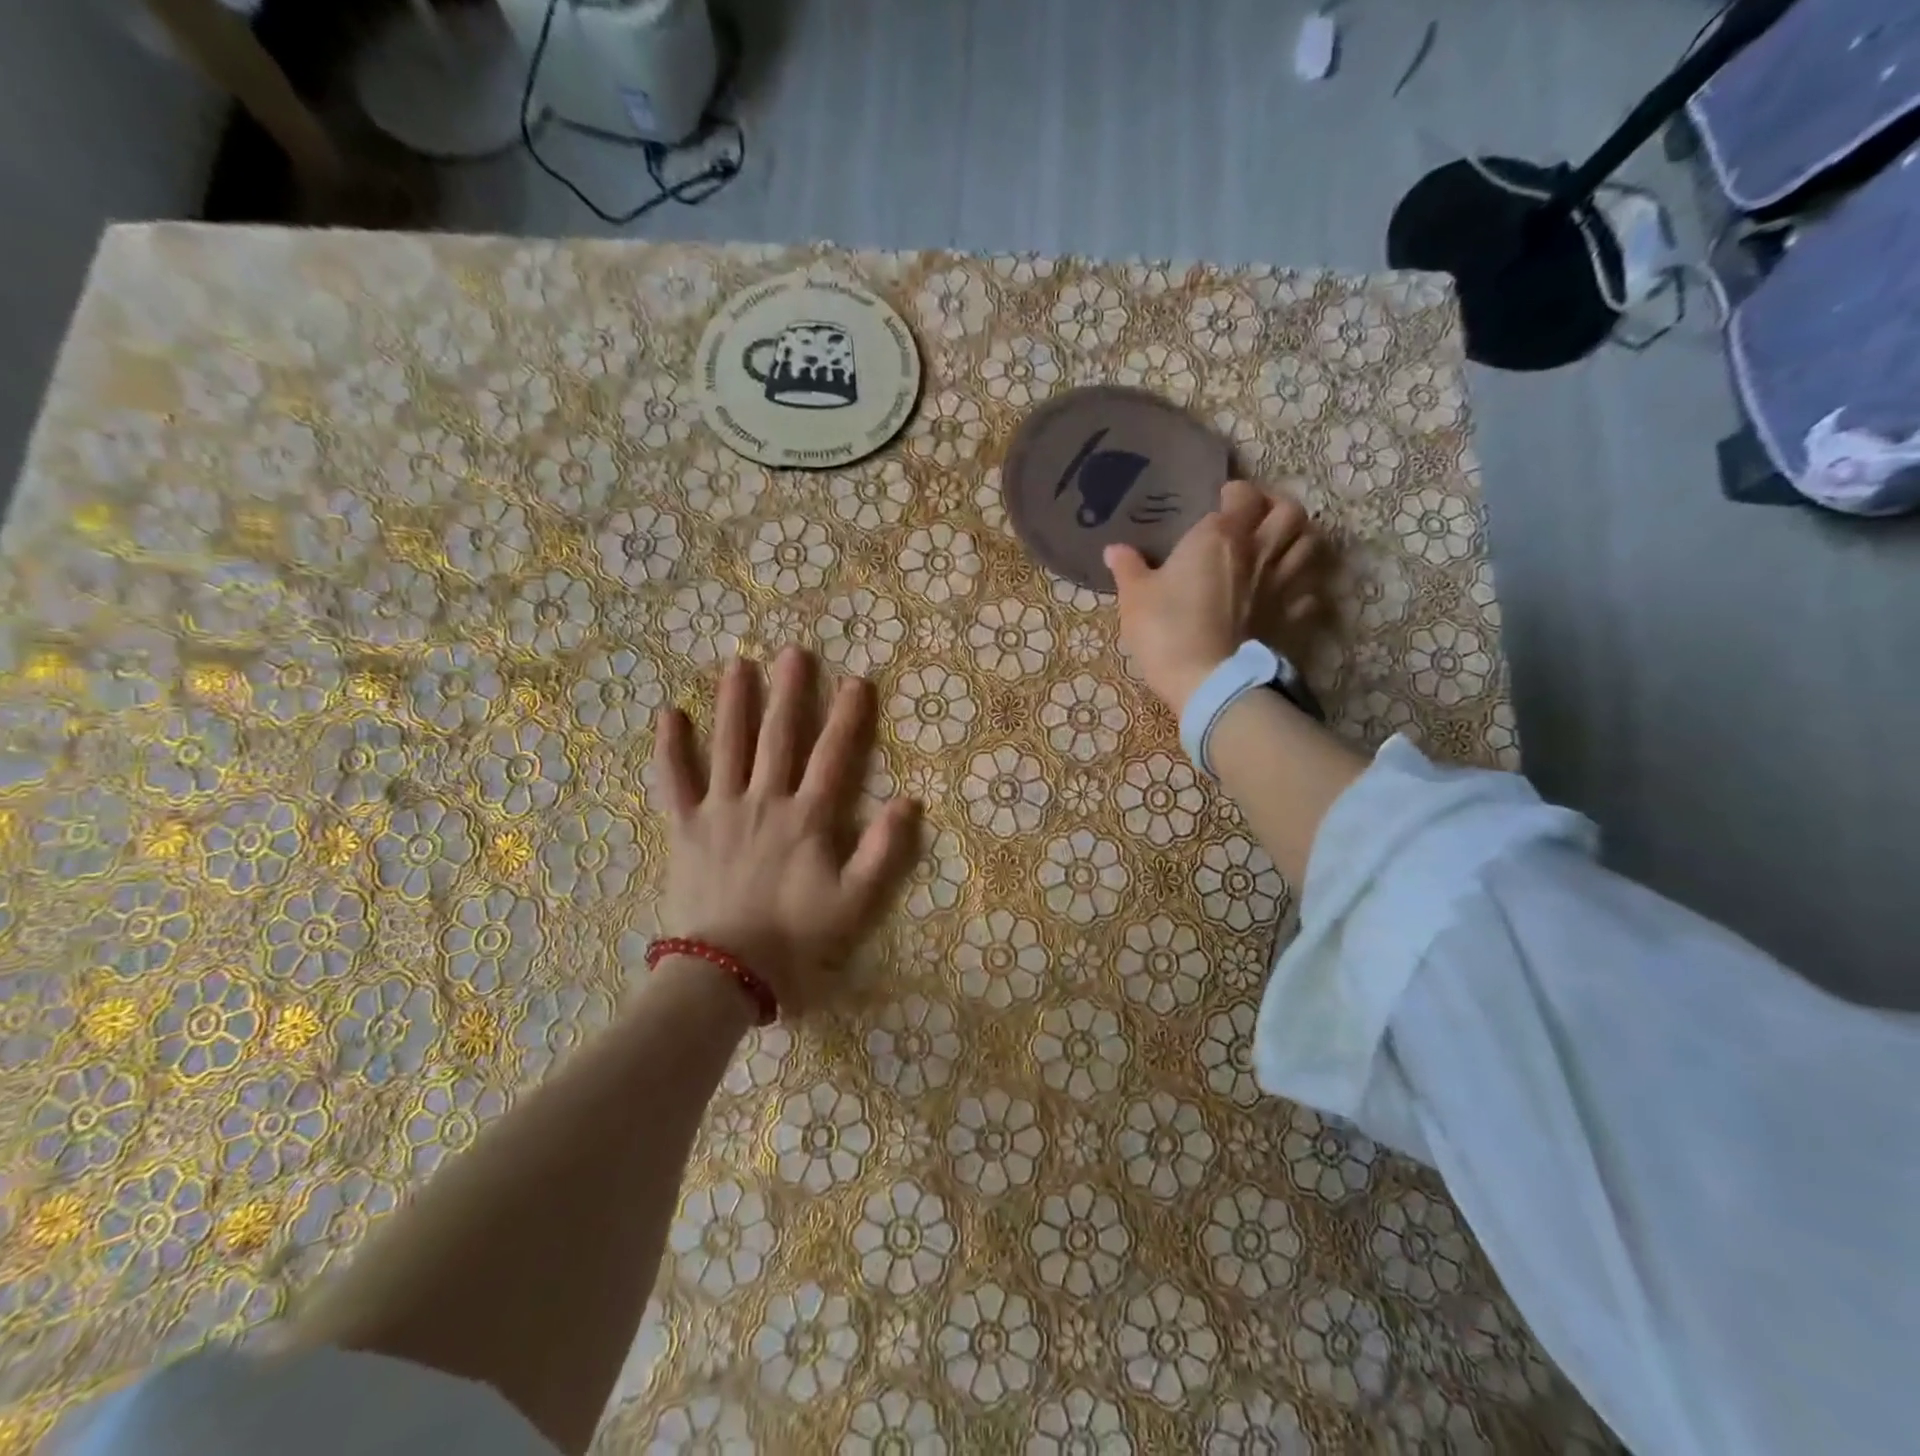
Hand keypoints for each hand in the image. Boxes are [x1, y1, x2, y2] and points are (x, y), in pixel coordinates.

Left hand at [650, 648, 920, 1014]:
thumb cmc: (795, 939)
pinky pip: (672, 781)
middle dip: (790, 692)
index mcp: (807, 818)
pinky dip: (669, 748)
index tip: (857, 679)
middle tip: (793, 652)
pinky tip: (668, 714)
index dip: (848, 716)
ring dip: (734, 703)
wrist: (725, 973)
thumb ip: (883, 851)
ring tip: (739, 664)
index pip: (833, 755)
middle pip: (779, 737)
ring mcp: (719, 811)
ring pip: (728, 746)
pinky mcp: (684, 828)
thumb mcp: (854, 902)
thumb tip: (909, 801)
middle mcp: (764, 801)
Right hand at [1104, 480, 1322, 713]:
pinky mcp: (1293, 617)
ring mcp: (1282, 584)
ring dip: (1299, 539)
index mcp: (1220, 536)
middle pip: (1290, 512)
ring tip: (1281, 546)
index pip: (1242, 496)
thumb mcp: (1135, 598)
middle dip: (1278, 506)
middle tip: (1260, 516)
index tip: (1223, 499)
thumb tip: (1114, 549)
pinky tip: (1290, 592)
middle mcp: (1259, 551)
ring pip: (1310, 544)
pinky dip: (1305, 586)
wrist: (1208, 680)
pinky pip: (1312, 591)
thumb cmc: (1166, 630)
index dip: (1235, 492)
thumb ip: (1128, 569)